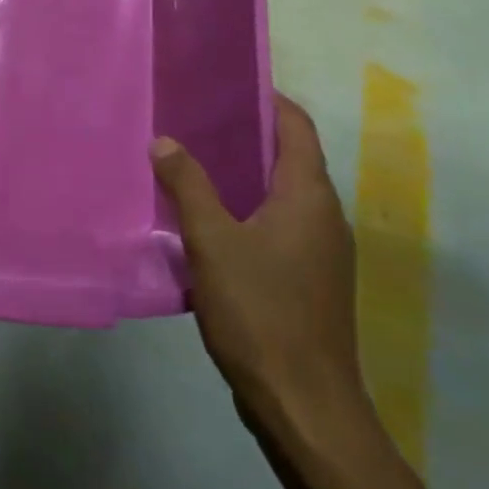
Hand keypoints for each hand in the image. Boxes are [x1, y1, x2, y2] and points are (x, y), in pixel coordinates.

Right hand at [150, 95, 370, 445]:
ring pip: (282, 195)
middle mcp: (324, 217)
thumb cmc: (261, 312)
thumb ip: (188, 185)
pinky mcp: (309, 281)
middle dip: (247, 135)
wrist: (304, 406)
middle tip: (196, 119)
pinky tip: (208, 222)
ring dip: (244, 175)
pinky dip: (247, 210)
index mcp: (308, 197)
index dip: (269, 99)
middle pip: (290, 158)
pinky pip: (278, 226)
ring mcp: (321, 253)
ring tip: (193, 162)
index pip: (297, 127)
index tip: (228, 82)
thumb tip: (164, 140)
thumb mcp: (212, 242)